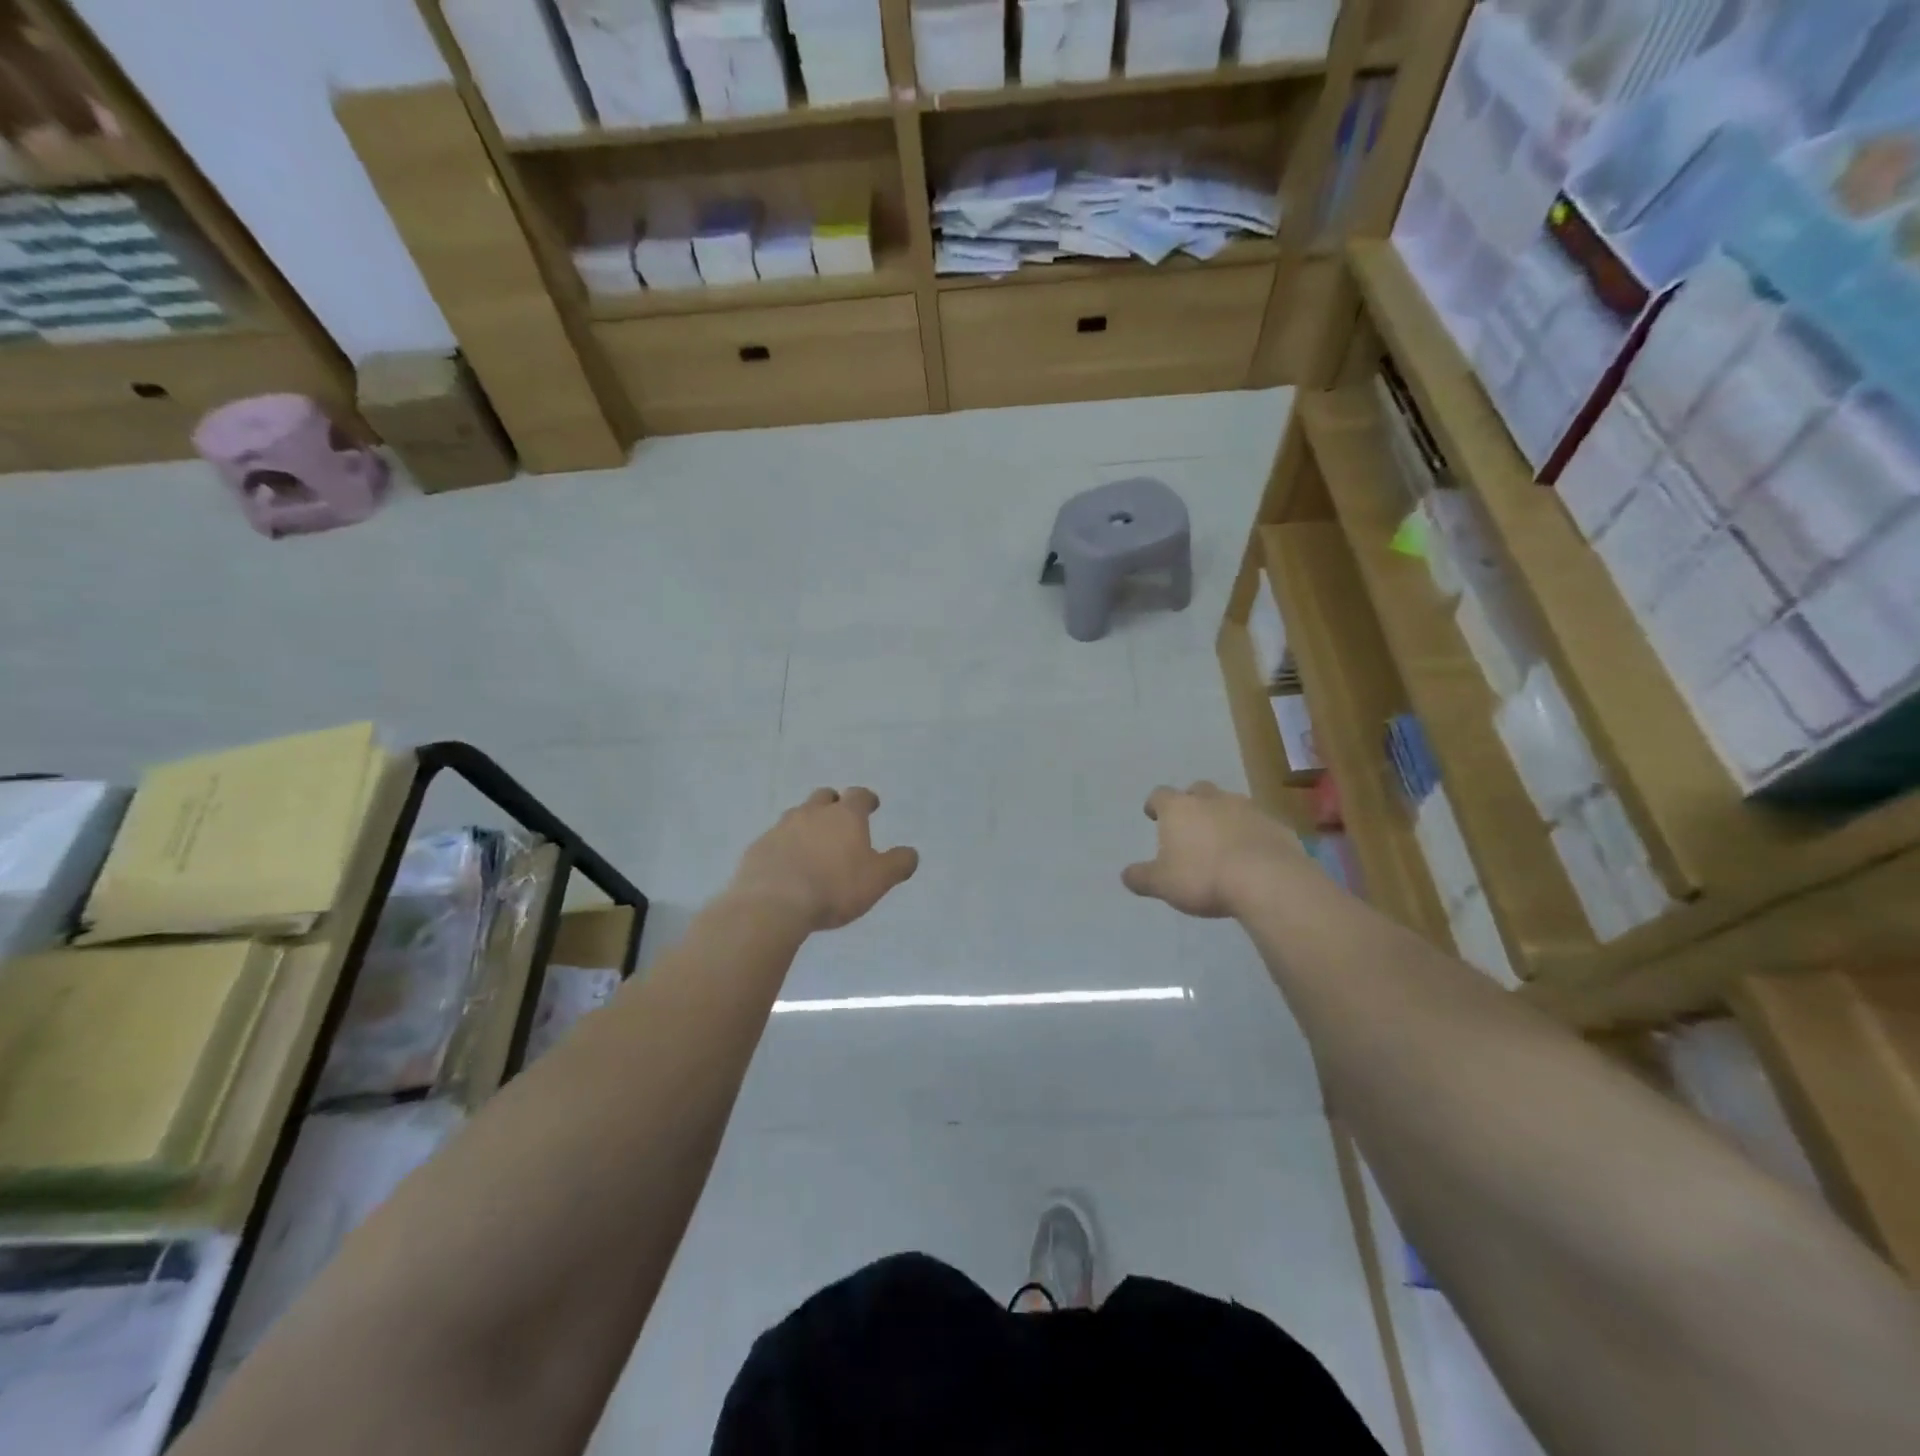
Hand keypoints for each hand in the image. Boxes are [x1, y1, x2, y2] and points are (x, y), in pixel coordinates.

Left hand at [728, 787, 919, 931]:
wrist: (773, 903)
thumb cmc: (834, 888)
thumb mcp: (878, 880)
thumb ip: (897, 864)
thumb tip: (911, 853)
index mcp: (845, 816)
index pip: (859, 796)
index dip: (867, 799)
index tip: (872, 805)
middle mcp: (812, 813)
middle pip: (824, 797)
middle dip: (833, 804)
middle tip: (840, 820)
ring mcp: (781, 828)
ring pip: (797, 816)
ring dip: (807, 824)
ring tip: (812, 845)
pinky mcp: (758, 848)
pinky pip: (775, 840)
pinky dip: (785, 847)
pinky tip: (787, 866)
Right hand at [1121, 781, 1310, 918]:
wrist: (1267, 880)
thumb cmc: (1203, 877)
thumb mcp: (1162, 884)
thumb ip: (1142, 877)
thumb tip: (1125, 875)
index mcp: (1179, 808)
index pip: (1160, 795)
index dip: (1154, 804)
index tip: (1152, 814)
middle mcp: (1212, 800)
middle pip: (1198, 791)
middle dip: (1192, 803)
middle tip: (1190, 823)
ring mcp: (1248, 809)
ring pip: (1230, 804)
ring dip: (1223, 816)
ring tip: (1221, 841)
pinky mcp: (1276, 825)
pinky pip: (1258, 824)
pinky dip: (1251, 833)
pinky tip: (1251, 855)